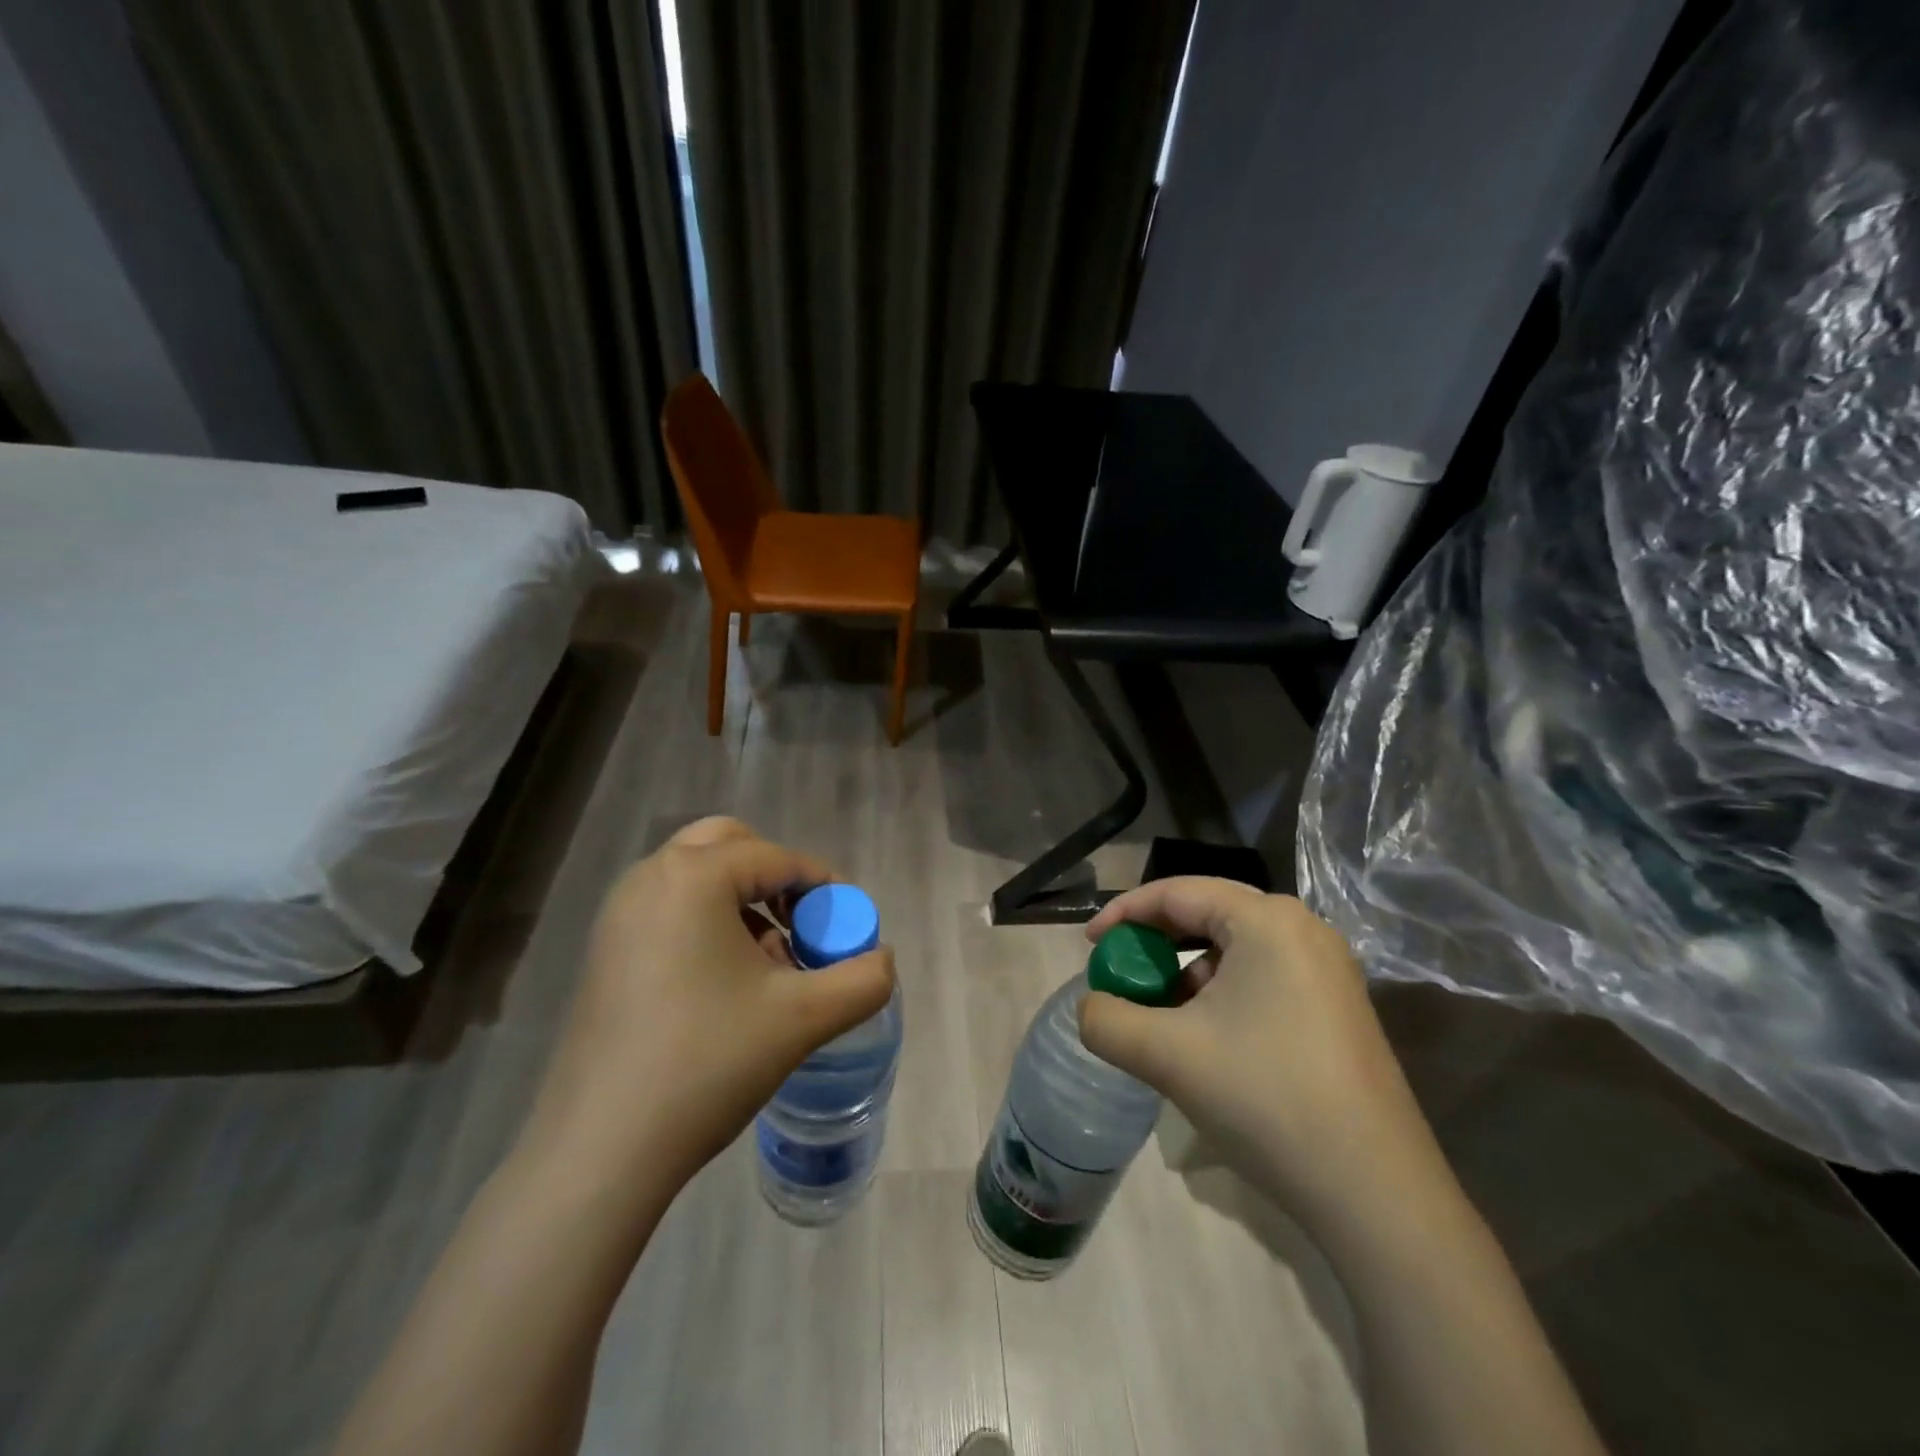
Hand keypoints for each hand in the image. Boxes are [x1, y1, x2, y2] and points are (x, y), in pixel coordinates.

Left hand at [525, 817, 896, 1190]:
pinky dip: (708, 924)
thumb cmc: (707, 1063)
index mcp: (693, 877)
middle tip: (800, 927)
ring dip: (742, 902)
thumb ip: (862, 981)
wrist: (601, 1150)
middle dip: (775, 879)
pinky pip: (670, 910)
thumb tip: (883, 961)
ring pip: (698, 878)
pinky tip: (726, 986)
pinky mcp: (605, 952)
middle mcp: (649, 879)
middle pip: (730, 847)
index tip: (846, 928)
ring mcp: (618, 915)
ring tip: (769, 965)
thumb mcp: (803, 1019)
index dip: (823, 887)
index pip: (778, 859)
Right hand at [1078, 877, 1435, 1231]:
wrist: (1376, 1194)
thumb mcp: (1166, 1055)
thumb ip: (1106, 1020)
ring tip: (1157, 1010)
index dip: (1123, 913)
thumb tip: (1090, 1008)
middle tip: (1120, 969)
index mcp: (1266, 920)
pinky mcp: (1337, 1007)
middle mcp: (1303, 929)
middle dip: (1155, 940)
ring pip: (1234, 948)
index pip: (1177, 892)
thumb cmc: (1266, 1100)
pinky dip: (1220, 993)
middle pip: (1207, 913)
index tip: (1088, 945)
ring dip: (1186, 970)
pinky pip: (1262, 976)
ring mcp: (1327, 969)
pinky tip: (1204, 1036)